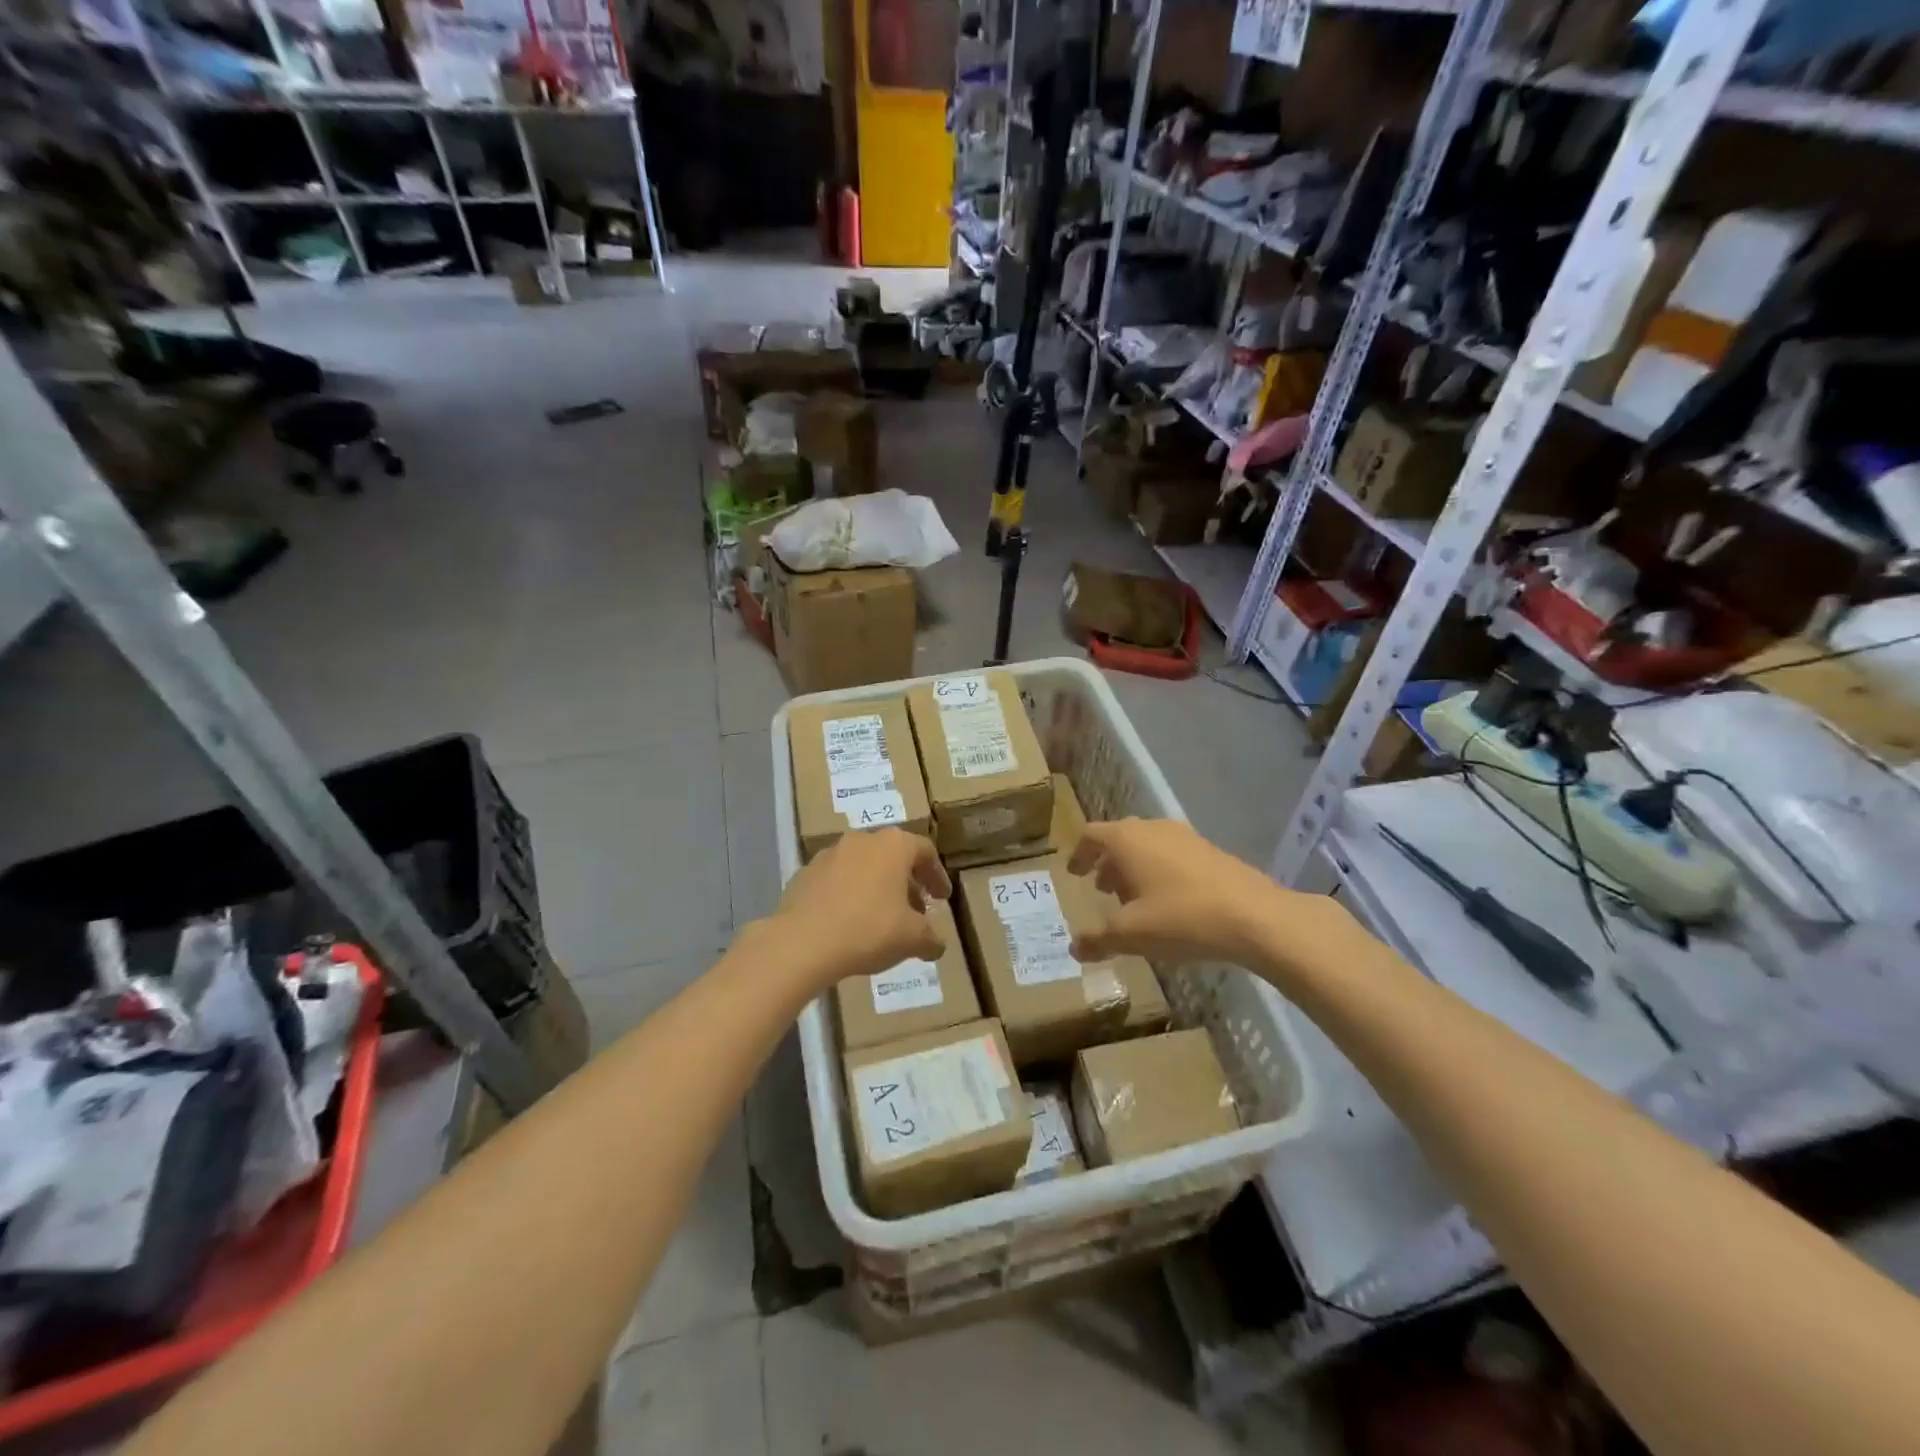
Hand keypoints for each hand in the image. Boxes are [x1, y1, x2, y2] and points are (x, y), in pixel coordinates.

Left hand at [774, 829, 951, 987]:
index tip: (942, 898)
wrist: (802, 942)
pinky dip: (848, 894)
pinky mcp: (804, 873)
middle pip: (893, 855)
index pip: (925, 851)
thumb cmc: (868, 930)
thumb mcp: (912, 938)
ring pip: (862, 865)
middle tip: (915, 908)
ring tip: (881, 916)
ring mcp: (829, 854)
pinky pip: (836, 880)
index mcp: (894, 845)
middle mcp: (862, 840)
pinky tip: (849, 921)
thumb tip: (936, 944)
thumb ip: (931, 937)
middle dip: (906, 881)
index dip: (937, 875)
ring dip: (876, 886)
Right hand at [1067, 818, 1342, 971]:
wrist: (1255, 917)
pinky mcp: (1211, 852)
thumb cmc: (1181, 918)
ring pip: (1149, 846)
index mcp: (1127, 839)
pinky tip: (1169, 904)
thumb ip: (1098, 939)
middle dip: (1108, 863)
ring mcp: (1185, 837)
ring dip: (1135, 868)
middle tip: (1102, 889)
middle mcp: (1153, 829)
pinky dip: (1160, 872)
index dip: (1079, 853)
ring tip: (1134, 900)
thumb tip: (1074, 947)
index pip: (1092, 835)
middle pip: (1120, 838)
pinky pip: (1173, 855)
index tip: (1074, 873)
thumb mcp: (1131, 934)